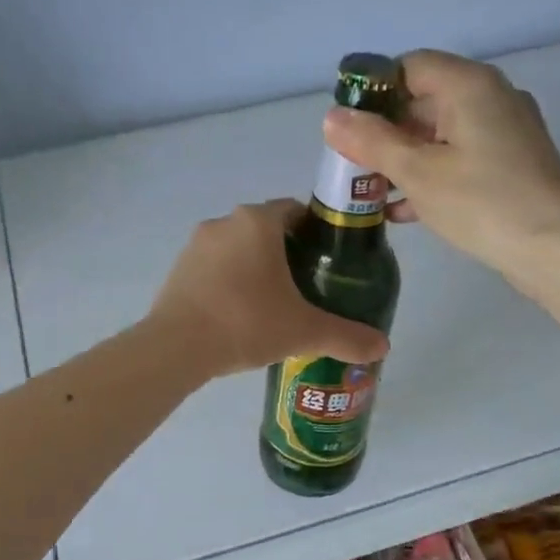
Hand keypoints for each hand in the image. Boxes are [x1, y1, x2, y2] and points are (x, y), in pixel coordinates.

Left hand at [149, 200, 390, 378]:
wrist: (177, 348)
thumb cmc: (247, 323)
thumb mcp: (305, 332)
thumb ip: (347, 336)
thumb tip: (383, 346)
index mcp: (258, 222)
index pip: (296, 211)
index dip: (316, 233)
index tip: (327, 262)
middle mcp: (225, 221)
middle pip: (266, 230)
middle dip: (286, 254)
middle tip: (306, 289)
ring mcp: (196, 244)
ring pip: (237, 248)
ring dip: (254, 268)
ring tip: (271, 306)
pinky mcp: (177, 268)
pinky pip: (213, 268)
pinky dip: (228, 282)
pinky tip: (238, 315)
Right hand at [322, 50, 559, 285]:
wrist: (555, 247)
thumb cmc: (482, 202)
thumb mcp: (418, 172)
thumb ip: (372, 142)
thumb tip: (331, 117)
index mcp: (468, 85)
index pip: (409, 66)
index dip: (373, 91)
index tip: (348, 127)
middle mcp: (490, 97)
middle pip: (424, 100)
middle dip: (385, 131)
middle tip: (354, 164)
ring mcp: (505, 131)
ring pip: (441, 133)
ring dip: (405, 157)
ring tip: (372, 191)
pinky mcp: (511, 163)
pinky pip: (460, 156)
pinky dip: (431, 174)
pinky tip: (404, 210)